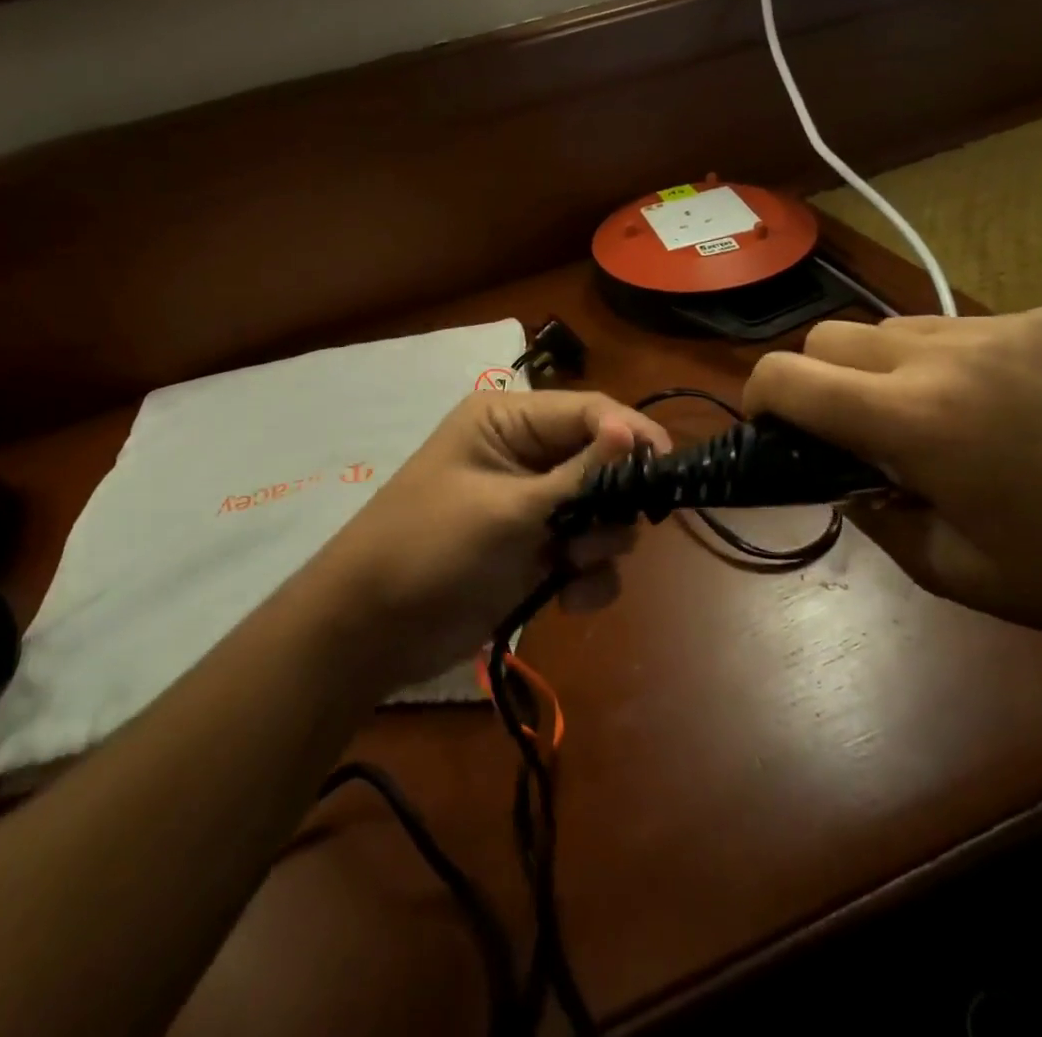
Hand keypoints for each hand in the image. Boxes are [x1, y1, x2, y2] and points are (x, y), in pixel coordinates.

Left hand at [305, 391, 671, 690]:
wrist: (373, 630)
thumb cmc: (432, 548)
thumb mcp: (508, 509)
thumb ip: (579, 475)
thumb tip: (634, 429)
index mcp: (508, 421)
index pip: (589, 412)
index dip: (632, 435)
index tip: (668, 470)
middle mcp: (523, 454)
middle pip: (602, 463)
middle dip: (611, 501)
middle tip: (597, 535)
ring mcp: (531, 506)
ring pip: (601, 512)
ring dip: (600, 544)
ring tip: (569, 567)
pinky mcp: (534, 551)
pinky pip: (586, 554)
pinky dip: (587, 577)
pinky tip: (567, 599)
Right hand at [744, 306, 1041, 655]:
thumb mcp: (948, 570)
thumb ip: (870, 510)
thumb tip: (840, 472)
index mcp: (915, 422)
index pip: (787, 376)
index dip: (760, 396)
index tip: (772, 425)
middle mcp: (949, 356)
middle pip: (831, 334)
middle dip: (820, 378)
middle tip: (858, 428)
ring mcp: (1011, 325)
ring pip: (899, 326)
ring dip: (890, 367)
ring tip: (942, 414)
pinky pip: (973, 326)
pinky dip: (963, 360)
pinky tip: (1015, 403)